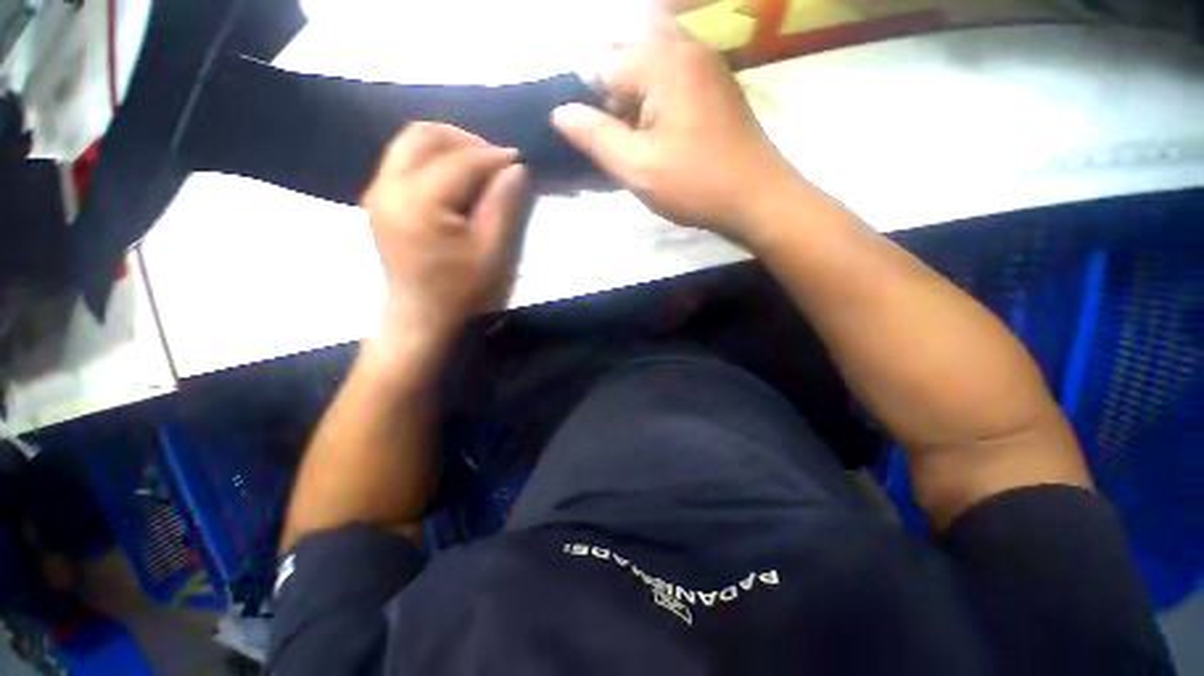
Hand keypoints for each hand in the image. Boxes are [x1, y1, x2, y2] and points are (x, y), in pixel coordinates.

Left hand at [362, 123, 531, 352]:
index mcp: (416, 204)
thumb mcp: (490, 253)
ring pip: (411, 140)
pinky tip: (451, 175)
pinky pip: (403, 155)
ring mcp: (378, 190)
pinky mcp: (377, 194)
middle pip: (425, 135)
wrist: (415, 319)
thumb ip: (503, 203)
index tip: (518, 162)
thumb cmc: (455, 292)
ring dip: (446, 143)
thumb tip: (514, 165)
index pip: (460, 160)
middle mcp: (389, 188)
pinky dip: (430, 154)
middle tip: (490, 160)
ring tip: (472, 164)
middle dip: (464, 139)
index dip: (494, 156)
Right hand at [552, 24, 802, 240]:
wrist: (765, 197)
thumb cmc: (700, 182)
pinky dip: (657, 70)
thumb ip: (591, 133)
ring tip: (638, 111)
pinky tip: (661, 108)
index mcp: (661, 64)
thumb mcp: (635, 165)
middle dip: (611, 73)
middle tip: (619, 117)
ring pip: (649, 40)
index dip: (593, 100)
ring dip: (634, 68)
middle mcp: (683, 47)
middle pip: (624, 40)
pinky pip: (674, 52)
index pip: (600, 64)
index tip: (606, 132)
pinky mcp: (716, 71)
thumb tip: (559, 111)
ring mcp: (705, 56)